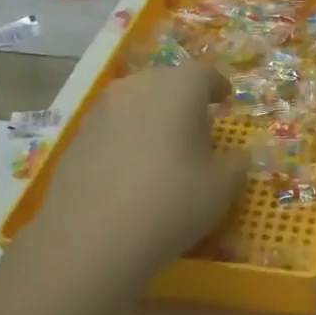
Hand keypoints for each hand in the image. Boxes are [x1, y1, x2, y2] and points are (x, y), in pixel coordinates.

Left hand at [26, 62, 249, 275]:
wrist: (89, 240)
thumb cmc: (171, 202)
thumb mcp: (221, 188)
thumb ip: (235, 164)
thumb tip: (238, 156)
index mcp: (179, 87)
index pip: (204, 74)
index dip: (217, 87)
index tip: (225, 101)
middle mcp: (138, 86)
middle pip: (167, 82)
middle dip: (183, 99)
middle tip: (197, 127)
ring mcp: (101, 110)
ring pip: (136, 103)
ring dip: (153, 117)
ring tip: (164, 148)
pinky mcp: (76, 138)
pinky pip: (113, 127)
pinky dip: (127, 138)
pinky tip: (132, 170)